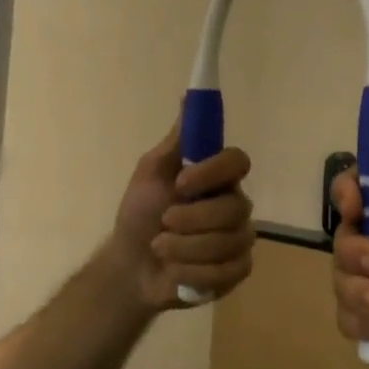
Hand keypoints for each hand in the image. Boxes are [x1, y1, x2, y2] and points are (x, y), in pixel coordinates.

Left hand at [110, 122, 255, 310]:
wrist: (130, 266)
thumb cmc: (140, 214)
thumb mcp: (151, 171)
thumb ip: (178, 140)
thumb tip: (189, 95)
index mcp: (217, 177)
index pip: (238, 161)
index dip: (213, 172)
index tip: (181, 182)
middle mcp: (234, 204)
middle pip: (235, 207)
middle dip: (192, 219)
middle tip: (163, 223)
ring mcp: (239, 238)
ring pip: (229, 241)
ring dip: (185, 248)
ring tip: (161, 249)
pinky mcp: (237, 270)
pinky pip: (229, 270)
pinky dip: (194, 272)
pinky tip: (176, 271)